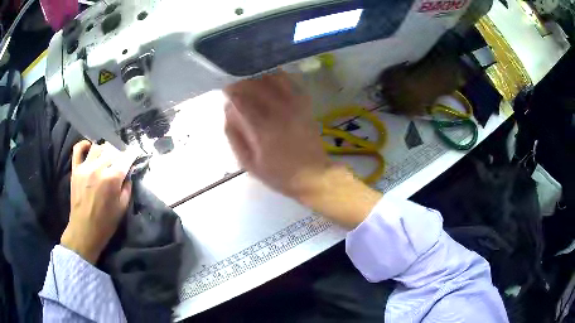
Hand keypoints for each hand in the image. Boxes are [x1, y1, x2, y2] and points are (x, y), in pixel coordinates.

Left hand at [61, 141, 136, 263]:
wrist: (84, 231)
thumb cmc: (105, 223)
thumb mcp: (122, 208)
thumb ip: (127, 188)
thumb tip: (127, 174)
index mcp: (112, 179)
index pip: (125, 158)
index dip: (132, 154)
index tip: (135, 153)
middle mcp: (98, 168)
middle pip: (112, 150)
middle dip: (119, 153)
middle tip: (121, 161)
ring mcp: (85, 167)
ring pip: (97, 147)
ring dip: (105, 150)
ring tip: (107, 157)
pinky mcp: (75, 169)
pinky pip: (78, 149)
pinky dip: (84, 144)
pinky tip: (89, 147)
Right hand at [224, 71, 331, 196]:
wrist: (312, 175)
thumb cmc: (278, 173)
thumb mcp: (249, 163)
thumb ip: (235, 136)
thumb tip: (228, 110)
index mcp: (262, 127)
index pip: (242, 99)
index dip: (231, 91)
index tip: (226, 91)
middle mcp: (278, 111)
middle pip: (256, 84)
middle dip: (243, 82)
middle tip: (236, 86)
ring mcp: (294, 106)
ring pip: (273, 79)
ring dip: (259, 77)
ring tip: (252, 83)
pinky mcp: (305, 105)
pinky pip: (290, 83)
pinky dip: (278, 77)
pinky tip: (271, 81)